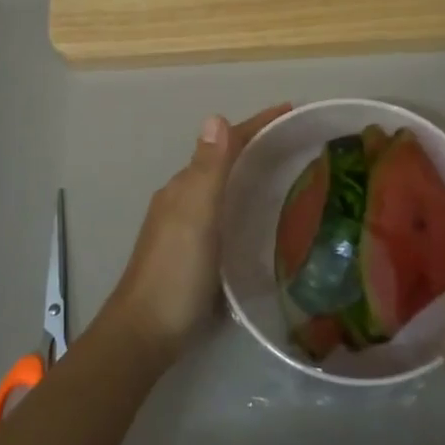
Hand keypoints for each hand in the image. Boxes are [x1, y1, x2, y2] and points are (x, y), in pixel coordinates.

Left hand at [103, 104, 291, 359]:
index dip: (256, 125)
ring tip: (289, 175)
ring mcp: (185, 228)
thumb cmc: (174, 273)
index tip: (292, 111)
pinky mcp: (194, 254)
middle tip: (299, 144)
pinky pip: (224, 215)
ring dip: (251, 175)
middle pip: (224, 162)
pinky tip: (263, 220)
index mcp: (184, 187)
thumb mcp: (195, 216)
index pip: (224, 143)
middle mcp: (183, 200)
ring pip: (223, 189)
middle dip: (258, 146)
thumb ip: (208, 170)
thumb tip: (215, 116)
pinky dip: (245, 204)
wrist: (145, 334)